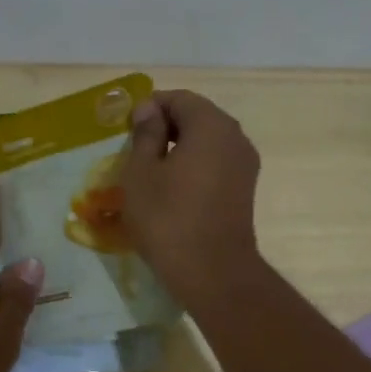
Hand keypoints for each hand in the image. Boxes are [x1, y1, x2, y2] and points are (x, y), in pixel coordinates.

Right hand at [122, 90, 261, 309]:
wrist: (212, 273)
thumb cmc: (168, 219)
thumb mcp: (141, 173)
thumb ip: (145, 134)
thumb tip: (149, 110)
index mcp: (211, 125)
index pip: (178, 99)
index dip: (149, 108)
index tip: (125, 130)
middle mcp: (235, 137)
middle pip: (197, 118)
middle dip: (165, 128)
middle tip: (135, 151)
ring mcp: (245, 165)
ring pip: (207, 143)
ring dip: (179, 150)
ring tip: (151, 173)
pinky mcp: (244, 190)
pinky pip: (215, 166)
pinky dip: (194, 168)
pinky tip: (172, 191)